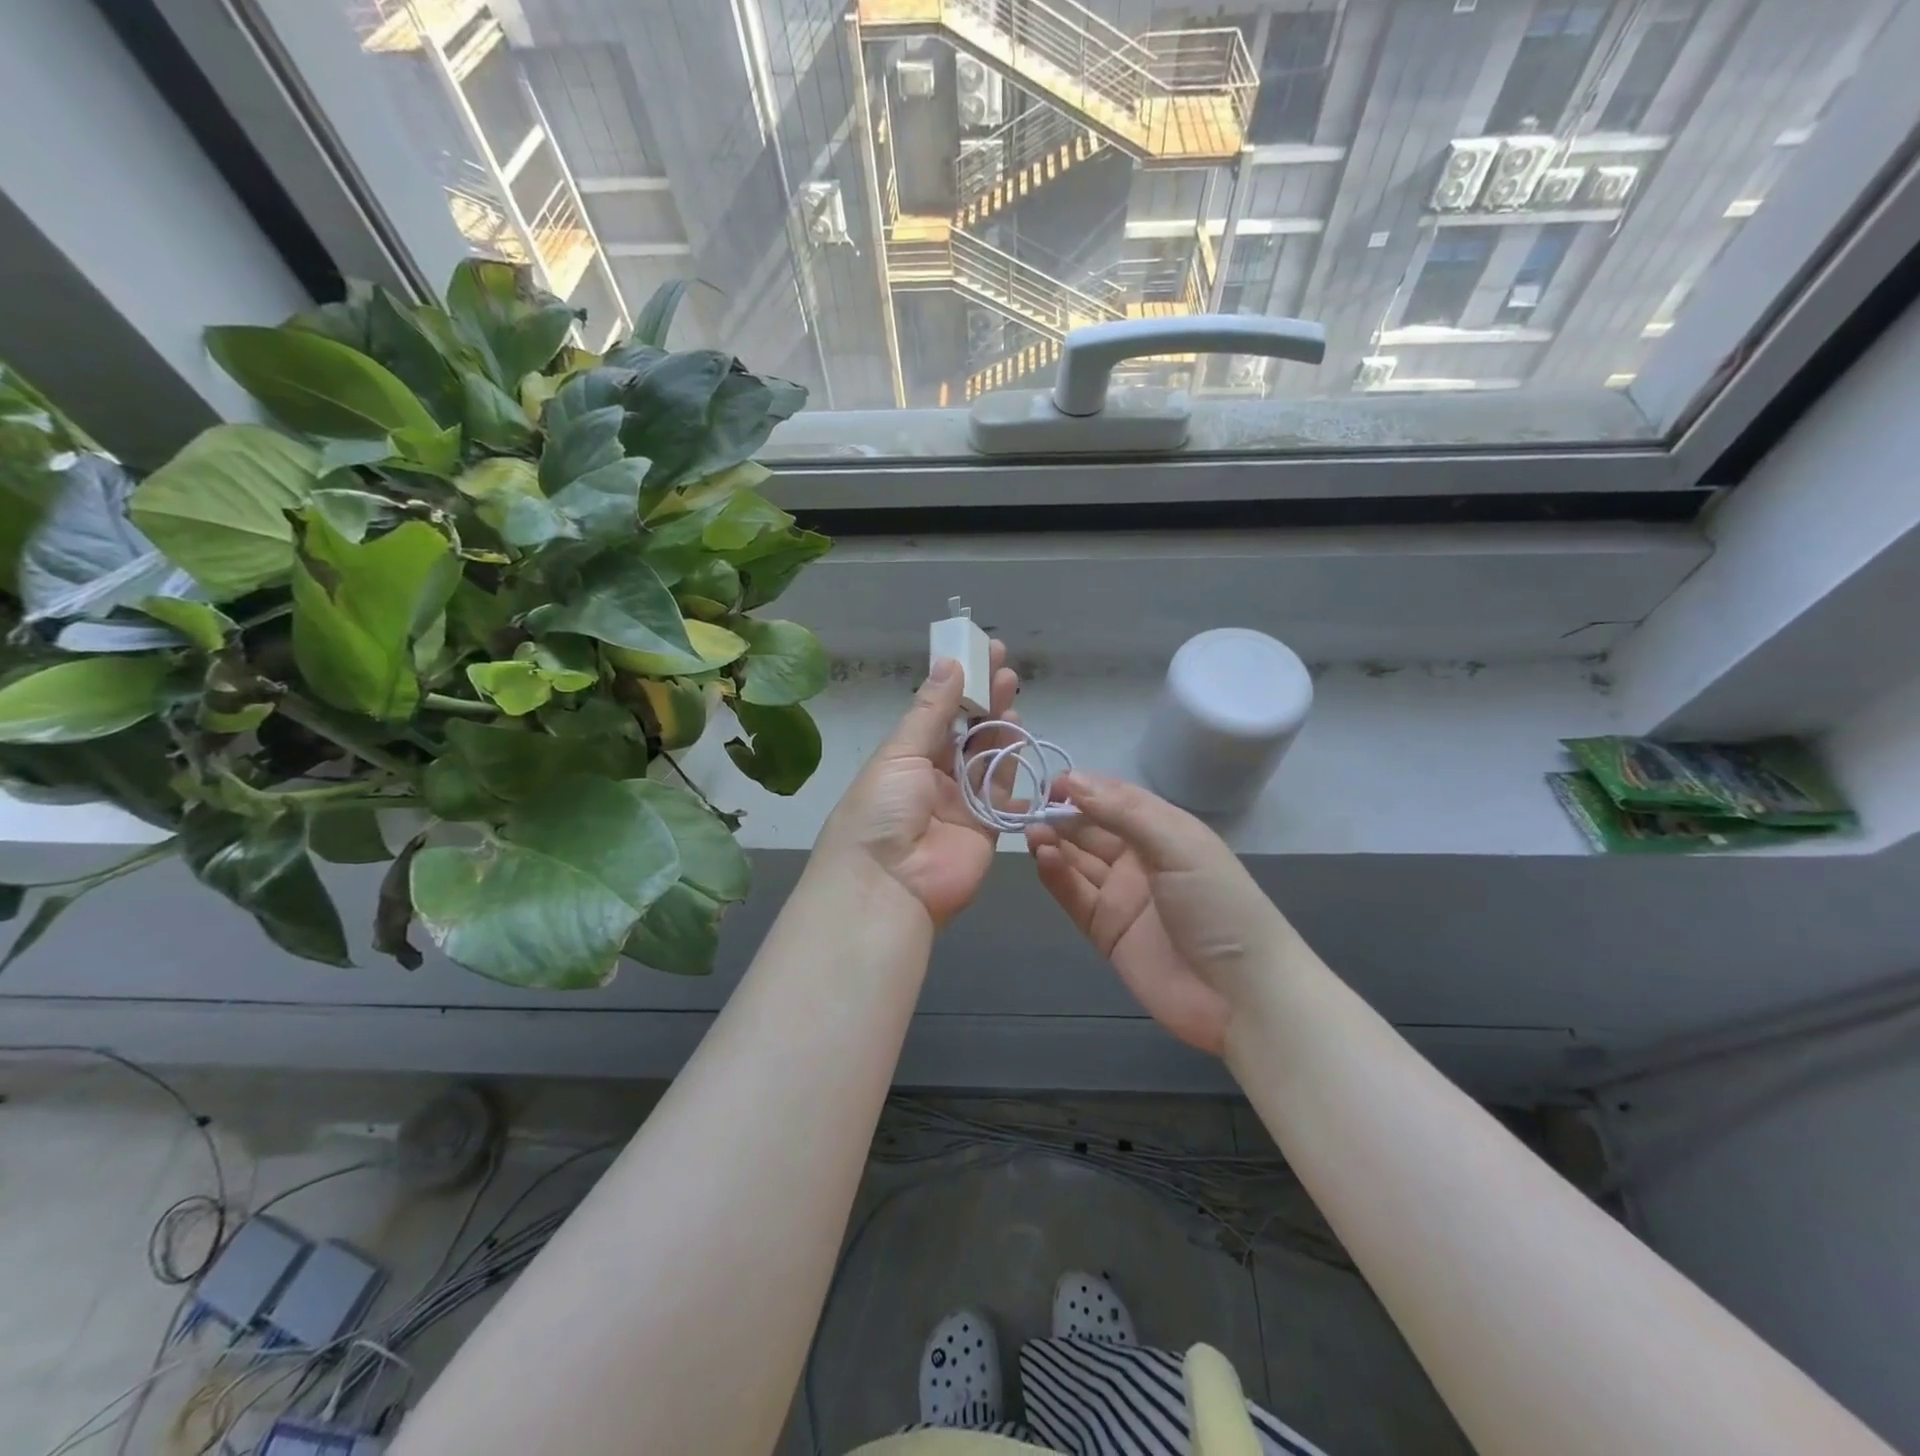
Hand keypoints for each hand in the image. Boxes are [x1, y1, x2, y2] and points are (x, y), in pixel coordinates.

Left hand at [815, 643, 1019, 925]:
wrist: (887, 886)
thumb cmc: (881, 810)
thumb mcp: (900, 754)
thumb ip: (931, 710)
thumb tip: (949, 662)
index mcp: (905, 758)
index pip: (937, 714)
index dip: (958, 684)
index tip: (978, 653)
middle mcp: (934, 777)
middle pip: (966, 732)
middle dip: (984, 699)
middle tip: (1004, 667)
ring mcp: (962, 803)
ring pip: (988, 757)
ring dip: (1000, 726)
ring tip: (1011, 692)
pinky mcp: (987, 827)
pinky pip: (1005, 792)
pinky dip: (1015, 766)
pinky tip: (1021, 737)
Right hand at [1026, 772, 1290, 1055]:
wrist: (1243, 997)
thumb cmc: (1218, 906)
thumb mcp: (1178, 846)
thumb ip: (1123, 813)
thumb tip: (1073, 780)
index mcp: (1165, 832)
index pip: (1116, 799)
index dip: (1084, 789)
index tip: (1050, 783)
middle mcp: (1141, 860)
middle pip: (1092, 830)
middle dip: (1062, 817)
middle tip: (1029, 810)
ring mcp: (1122, 897)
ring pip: (1078, 862)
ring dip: (1054, 844)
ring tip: (1031, 833)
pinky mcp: (1106, 932)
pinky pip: (1075, 897)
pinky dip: (1056, 877)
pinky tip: (1042, 859)